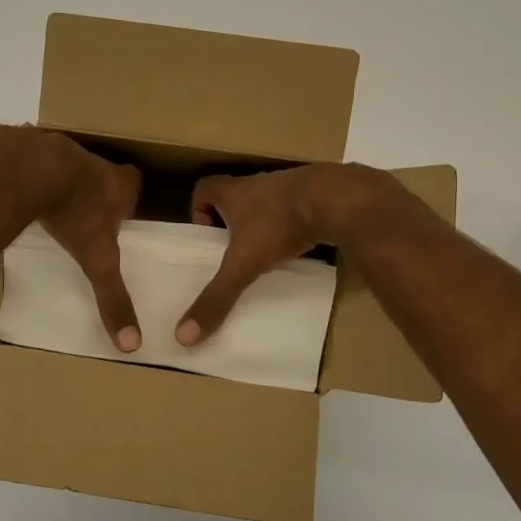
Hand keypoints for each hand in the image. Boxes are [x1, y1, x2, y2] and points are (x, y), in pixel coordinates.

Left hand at [35, 134, 143, 350]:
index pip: (134, 182)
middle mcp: (93, 161)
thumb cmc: (74, 213)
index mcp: (117, 183)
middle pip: (101, 171)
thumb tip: (132, 344)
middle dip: (95, 188)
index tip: (120, 213)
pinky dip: (26, 172)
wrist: (29, 170)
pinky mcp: (26, 144)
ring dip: (59, 179)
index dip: (128, 197)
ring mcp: (58, 148)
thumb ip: (113, 297)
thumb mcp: (97, 261)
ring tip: (49, 203)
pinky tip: (16, 191)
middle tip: (84, 211)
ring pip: (65, 163)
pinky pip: (30, 157)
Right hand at [176, 163, 390, 345]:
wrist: (337, 201)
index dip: (198, 211)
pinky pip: (295, 210)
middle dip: (231, 223)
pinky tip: (298, 247)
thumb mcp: (244, 264)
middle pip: (236, 197)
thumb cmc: (279, 225)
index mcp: (235, 191)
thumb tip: (184, 336)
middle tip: (233, 253)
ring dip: (263, 225)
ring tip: (265, 255)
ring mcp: (290, 188)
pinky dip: (291, 226)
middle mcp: (259, 184)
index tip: (205, 238)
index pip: (204, 188)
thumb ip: (217, 297)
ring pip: (267, 204)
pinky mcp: (316, 196)